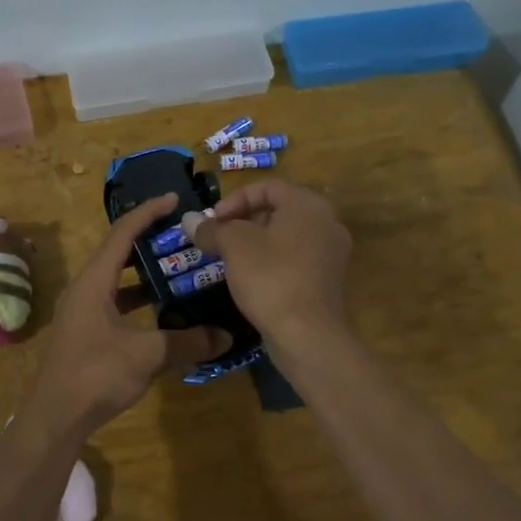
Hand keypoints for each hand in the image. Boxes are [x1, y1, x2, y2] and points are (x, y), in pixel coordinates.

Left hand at [23, 194, 227, 436]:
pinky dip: (138, 301)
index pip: (122, 233)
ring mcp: (82, 311)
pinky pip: (115, 303)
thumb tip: (226, 336)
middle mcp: (84, 289)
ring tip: (179, 269)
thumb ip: (187, 341)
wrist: (55, 416)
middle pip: (118, 252)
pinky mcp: (85, 332)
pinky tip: (163, 312)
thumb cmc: (96, 374)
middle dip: (149, 240)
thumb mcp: (147, 355)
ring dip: (144, 274)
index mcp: (94, 281)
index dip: (148, 212)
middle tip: (183, 236)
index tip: (174, 199)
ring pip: (117, 281)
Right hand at [190, 180, 352, 350]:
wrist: (308, 334)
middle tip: (220, 238)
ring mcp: (331, 252)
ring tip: (231, 259)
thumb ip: (211, 229)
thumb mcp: (234, 246)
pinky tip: (252, 279)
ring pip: (287, 235)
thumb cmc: (270, 277)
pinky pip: (296, 258)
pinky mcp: (328, 279)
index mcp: (307, 204)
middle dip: (244, 220)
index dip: (235, 199)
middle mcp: (327, 221)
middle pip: (279, 209)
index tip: (213, 221)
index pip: (268, 186)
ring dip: (257, 241)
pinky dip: (273, 260)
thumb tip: (188, 219)